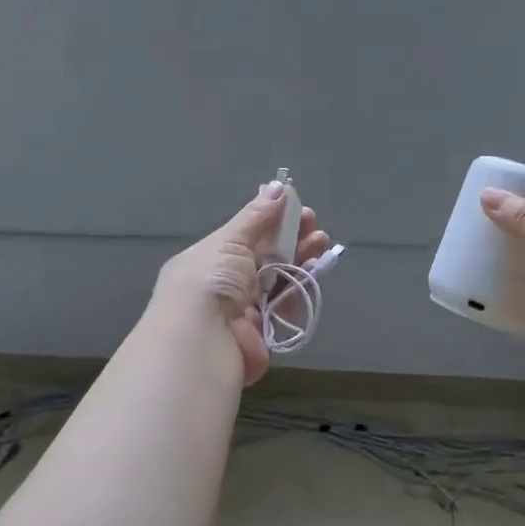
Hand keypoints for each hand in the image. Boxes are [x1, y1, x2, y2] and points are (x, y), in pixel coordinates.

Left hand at [152, 181, 330, 385]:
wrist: (203, 338)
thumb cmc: (210, 279)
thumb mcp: (230, 241)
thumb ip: (257, 216)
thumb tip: (279, 187)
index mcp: (211, 257)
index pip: (246, 235)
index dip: (272, 220)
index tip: (297, 208)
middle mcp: (227, 281)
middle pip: (266, 255)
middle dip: (292, 238)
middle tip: (314, 226)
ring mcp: (245, 307)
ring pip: (279, 278)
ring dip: (301, 259)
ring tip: (321, 244)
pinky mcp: (263, 331)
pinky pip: (285, 305)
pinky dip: (300, 288)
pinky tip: (313, 271)